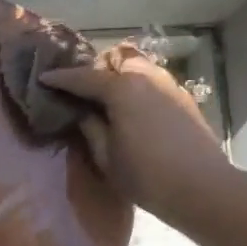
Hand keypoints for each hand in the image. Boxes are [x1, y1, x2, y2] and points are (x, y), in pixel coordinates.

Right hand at [41, 46, 229, 221]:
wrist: (203, 188)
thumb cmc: (146, 175)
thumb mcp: (106, 156)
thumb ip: (89, 127)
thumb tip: (82, 112)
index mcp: (121, 87)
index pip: (82, 77)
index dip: (60, 79)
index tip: (43, 79)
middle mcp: (146, 76)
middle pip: (116, 58)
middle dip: (96, 68)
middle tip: (81, 90)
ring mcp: (168, 84)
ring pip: (137, 66)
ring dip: (118, 75)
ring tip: (106, 98)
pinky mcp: (183, 98)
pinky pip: (152, 80)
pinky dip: (137, 86)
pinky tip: (132, 109)